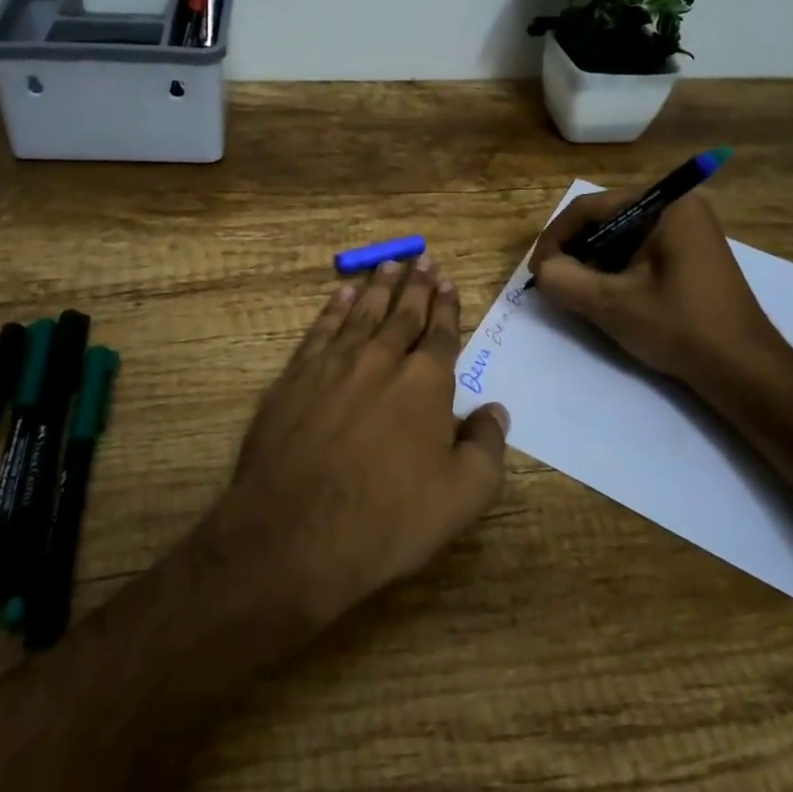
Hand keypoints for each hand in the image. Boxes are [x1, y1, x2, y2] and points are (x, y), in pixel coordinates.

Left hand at [208, 255, 509, 630]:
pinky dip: (335, 306)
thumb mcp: (462, 496)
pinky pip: (321, 328)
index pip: (441, 333)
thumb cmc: (388, 519)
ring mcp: (334, 363)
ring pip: (363, 312)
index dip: (447, 307)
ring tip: (390, 264)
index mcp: (425, 382)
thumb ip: (487, 447)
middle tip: (423, 259)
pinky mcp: (296, 375)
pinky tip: (344, 293)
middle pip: (403, 312)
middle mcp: (381, 358)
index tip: (448, 282)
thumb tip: (496, 410)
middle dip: (416, 285)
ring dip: (379, 286)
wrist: (296, 532)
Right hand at [530, 192, 792, 412]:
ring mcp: (687, 231)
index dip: (555, 238)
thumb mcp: (612, 304)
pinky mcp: (688, 254)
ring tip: (575, 293)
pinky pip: (637, 251)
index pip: (590, 208)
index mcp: (665, 206)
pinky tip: (606, 297)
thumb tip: (543, 270)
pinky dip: (615, 270)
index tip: (537, 272)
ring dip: (592, 263)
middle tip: (553, 283)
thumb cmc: (681, 328)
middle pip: (605, 220)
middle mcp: (677, 208)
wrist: (745, 371)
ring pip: (619, 237)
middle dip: (574, 251)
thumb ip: (565, 280)